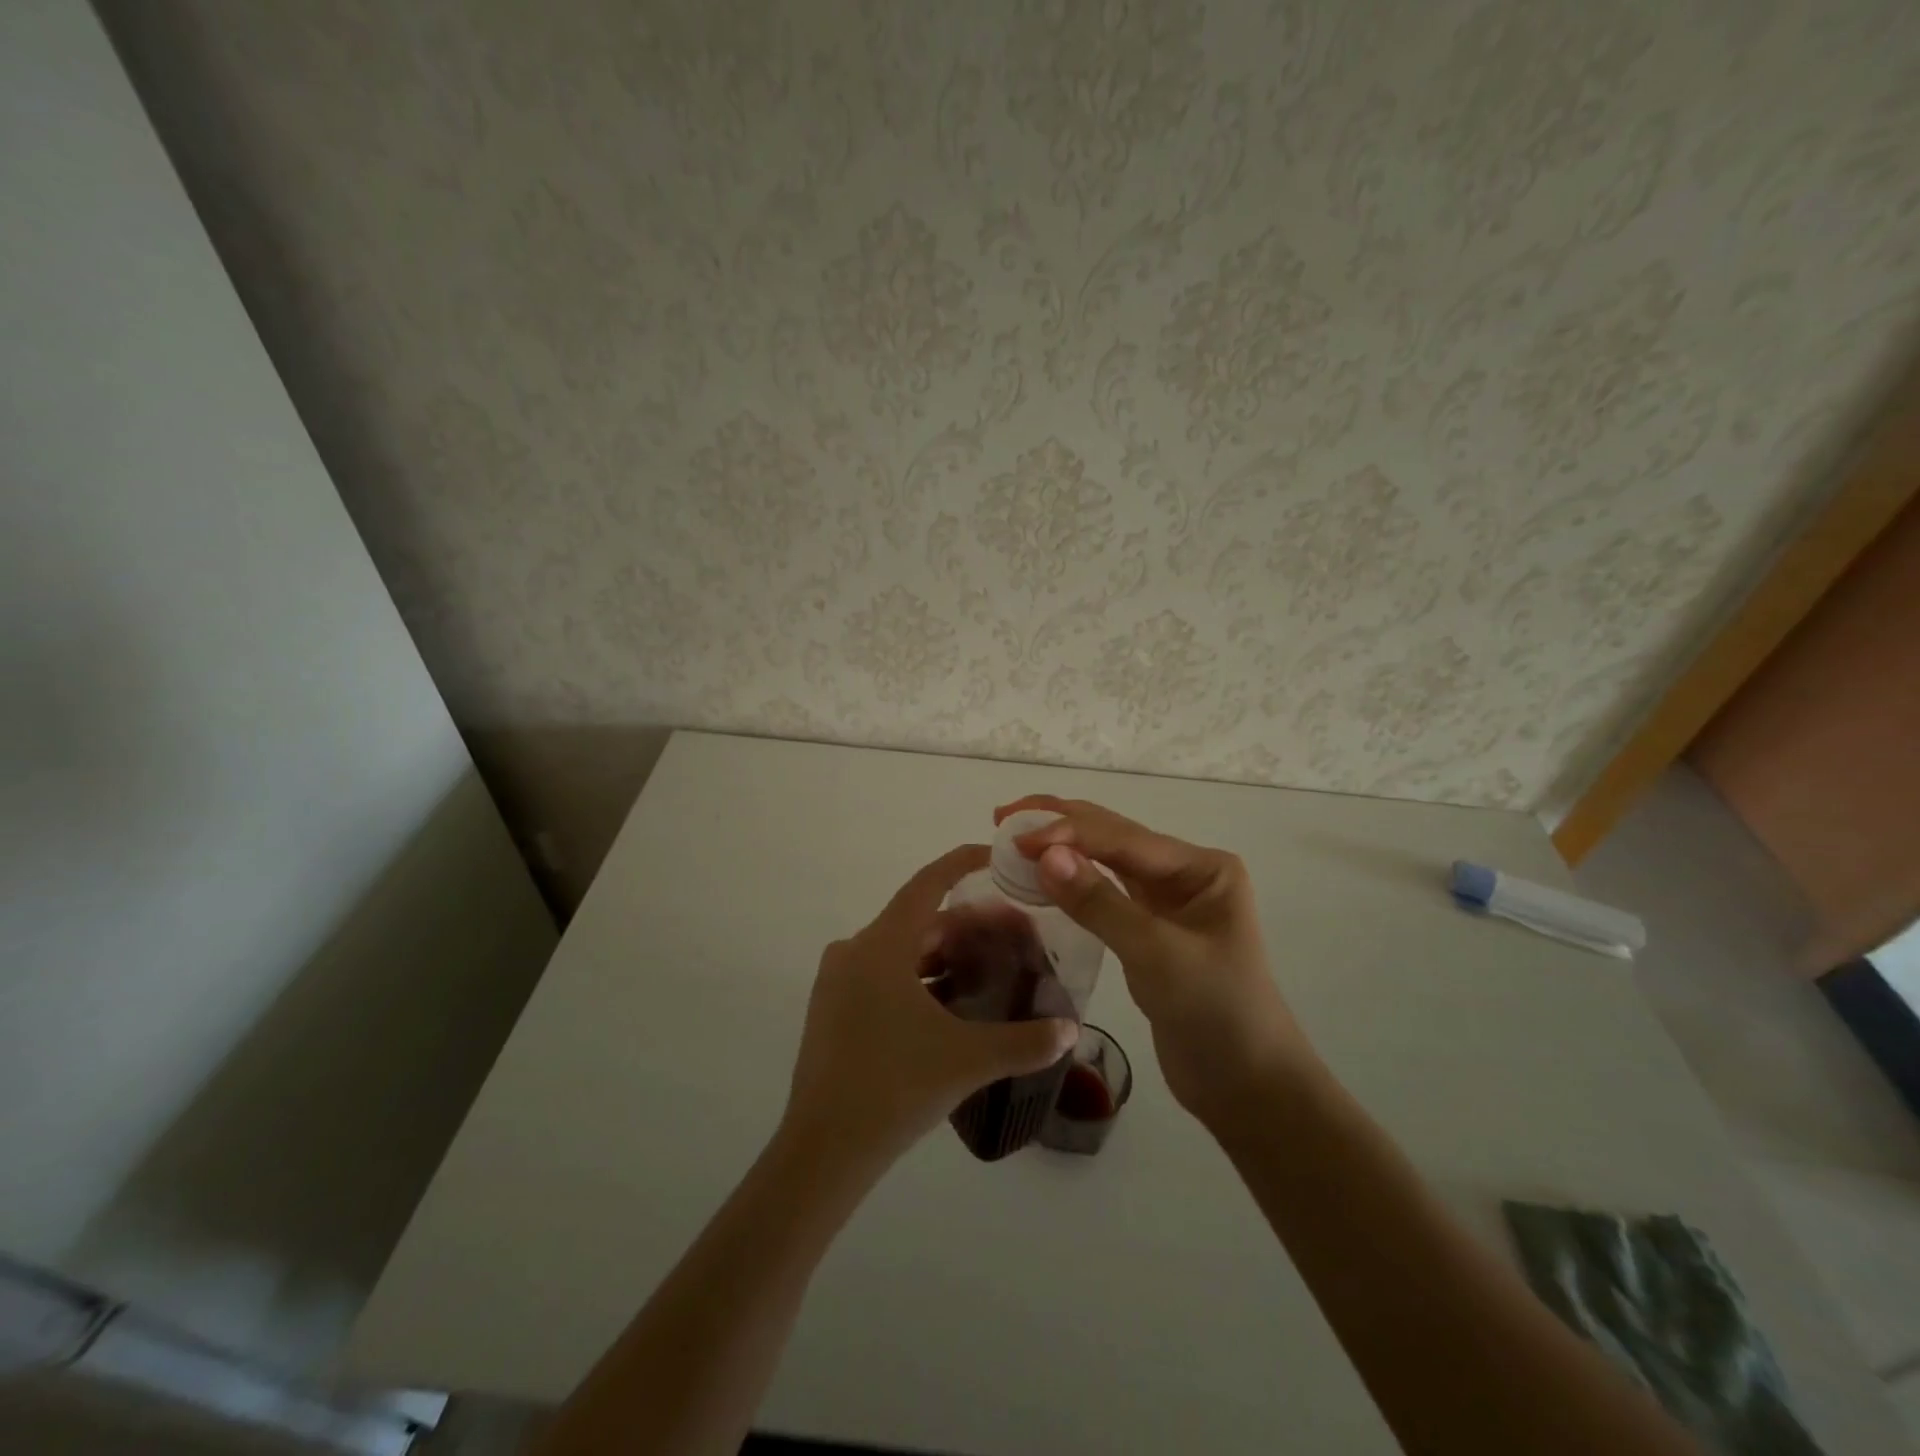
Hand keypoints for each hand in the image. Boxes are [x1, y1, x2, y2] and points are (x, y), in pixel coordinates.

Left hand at [781, 844, 1078, 1176]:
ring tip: (990, 967)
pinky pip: (884, 976)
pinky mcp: (833, 1009)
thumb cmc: (894, 1088)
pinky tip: (952, 1003)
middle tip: (1013, 932)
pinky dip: (920, 977)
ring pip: (902, 950)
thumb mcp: (968, 1061)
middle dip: (967, 924)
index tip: (997, 855)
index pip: (928, 883)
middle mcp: (855, 951)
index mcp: (881, 945)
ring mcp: (839, 981)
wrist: (822, 1151)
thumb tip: (1071, 1030)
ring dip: (944, 954)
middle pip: (919, 920)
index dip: (963, 863)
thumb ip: (1025, 1042)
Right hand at [996, 797, 1317, 1126]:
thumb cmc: (1216, 1014)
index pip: (1123, 837)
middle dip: (1060, 823)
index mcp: (1202, 867)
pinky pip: (1103, 894)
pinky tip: (1041, 875)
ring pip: (1105, 863)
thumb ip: (1100, 902)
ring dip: (1062, 849)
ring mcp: (1166, 902)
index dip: (1067, 831)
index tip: (1015, 836)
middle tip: (1003, 816)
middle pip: (1113, 838)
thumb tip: (1044, 854)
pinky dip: (1071, 882)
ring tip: (1013, 837)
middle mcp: (1184, 874)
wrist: (1246, 1088)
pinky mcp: (1147, 931)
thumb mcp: (1157, 955)